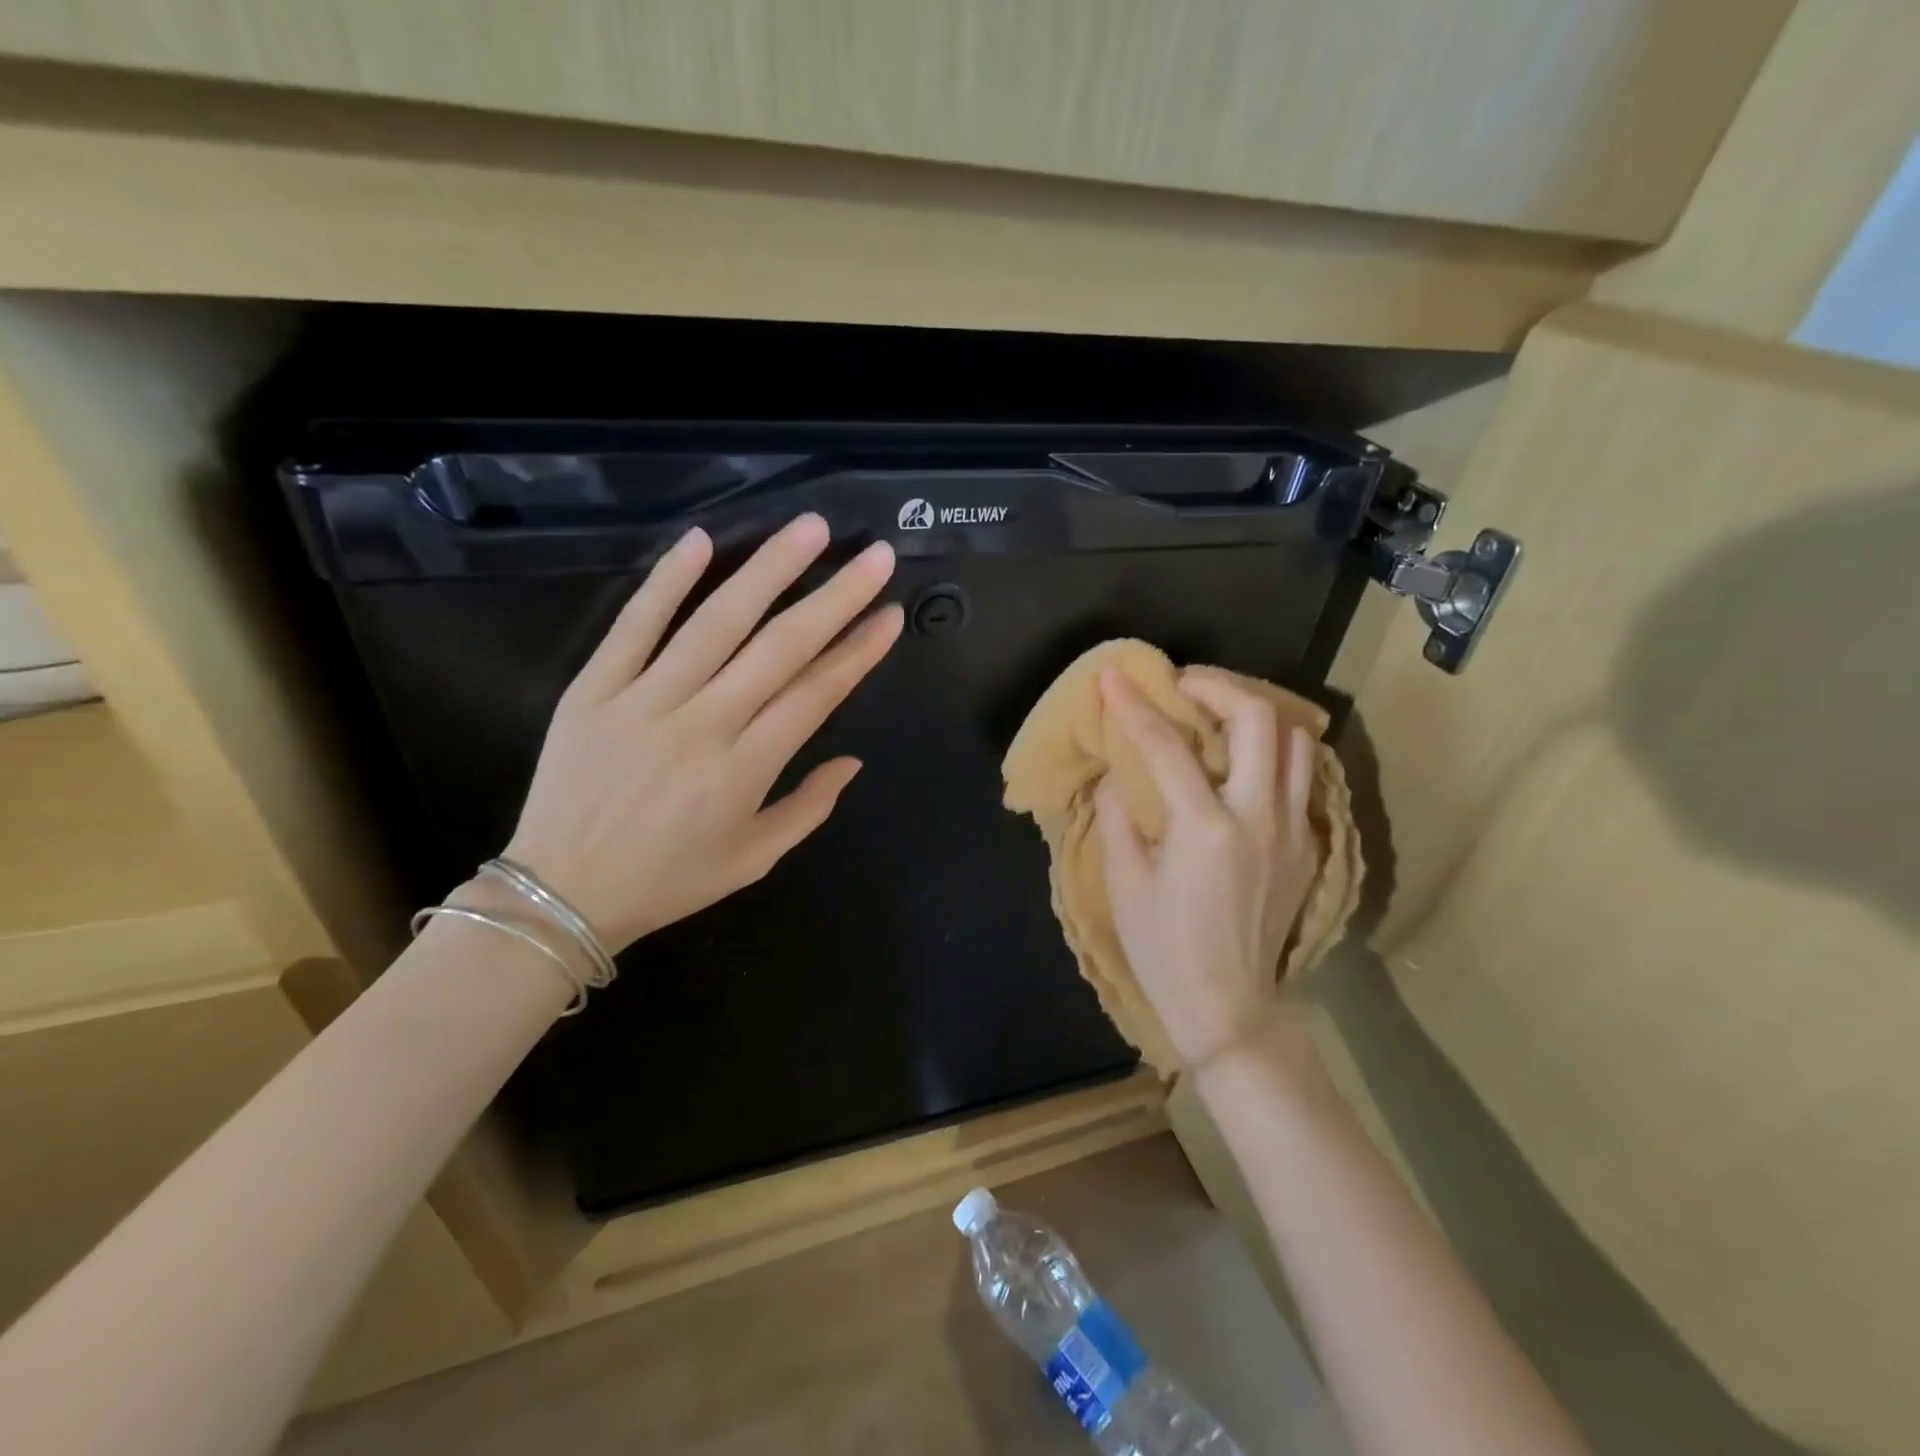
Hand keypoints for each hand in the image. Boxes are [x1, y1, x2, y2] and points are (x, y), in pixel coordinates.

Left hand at [502, 514, 902, 950]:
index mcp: (745, 769)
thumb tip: (852, 761)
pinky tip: (701, 540)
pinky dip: (666, 581)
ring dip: (767, 570)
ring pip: (716, 622)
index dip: (859, 650)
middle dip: (835, 596)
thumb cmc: (668, 880)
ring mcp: (644, 699)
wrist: (560, 892)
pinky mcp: (594, 688)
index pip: (816, 693)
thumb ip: (808, 808)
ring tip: (809, 528)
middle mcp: (703, 723)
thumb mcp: (753, 860)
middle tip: (873, 555)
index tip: (891, 614)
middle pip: (780, 647)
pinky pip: (634, 625)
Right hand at [1094, 666, 1317, 1069]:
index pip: (1167, 745)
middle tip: (1182, 687)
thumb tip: (1117, 772)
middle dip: (1217, 687)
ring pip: (1294, 740)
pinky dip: (1271, 751)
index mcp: (1204, 829)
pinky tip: (1239, 762)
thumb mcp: (1124, 883)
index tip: (1114, 675)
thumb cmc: (1164, 949)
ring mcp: (1293, 830)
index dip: (1134, 704)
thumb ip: (1118, 816)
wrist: (1229, 1006)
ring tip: (1214, 718)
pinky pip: (1299, 775)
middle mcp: (1260, 818)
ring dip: (1252, 715)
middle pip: (1257, 719)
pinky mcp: (1307, 844)